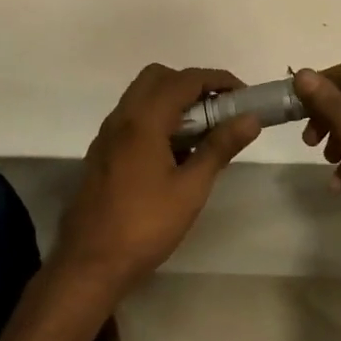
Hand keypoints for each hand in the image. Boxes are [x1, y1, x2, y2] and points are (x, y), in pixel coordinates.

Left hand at [54, 65, 261, 297]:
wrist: (89, 263)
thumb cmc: (145, 226)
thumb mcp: (191, 188)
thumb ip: (219, 147)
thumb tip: (251, 119)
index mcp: (143, 120)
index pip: (185, 80)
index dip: (218, 80)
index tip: (243, 95)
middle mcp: (121, 117)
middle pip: (159, 77)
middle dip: (192, 84)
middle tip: (218, 111)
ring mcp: (108, 135)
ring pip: (142, 96)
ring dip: (173, 101)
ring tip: (201, 133)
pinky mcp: (102, 152)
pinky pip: (132, 117)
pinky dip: (157, 118)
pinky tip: (174, 153)